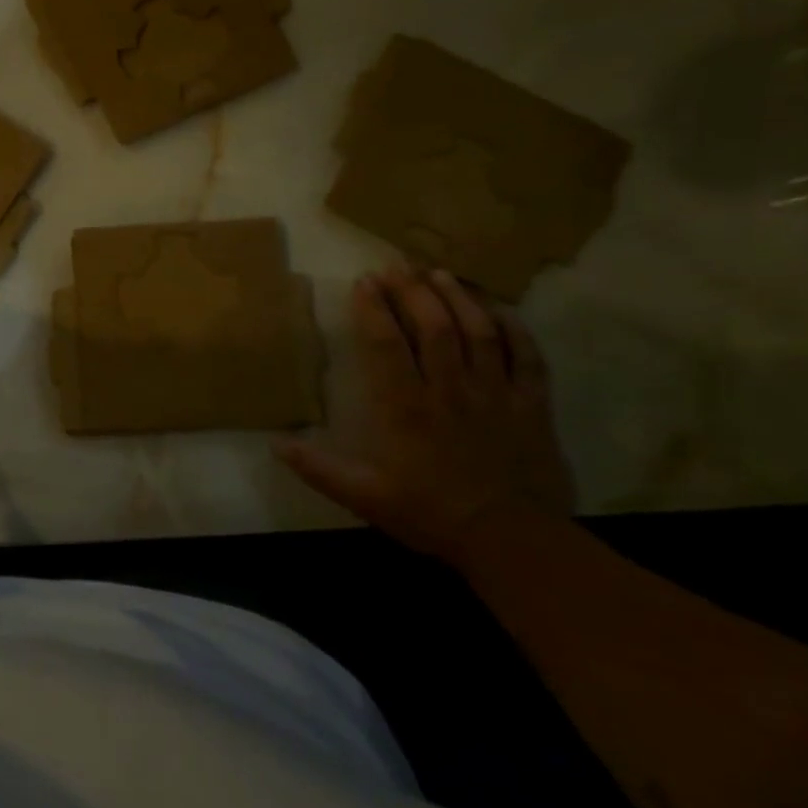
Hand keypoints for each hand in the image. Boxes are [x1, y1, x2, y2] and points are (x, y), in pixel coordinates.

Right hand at [278, 266, 574, 565]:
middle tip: (395, 266)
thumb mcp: (363, 495)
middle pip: (433, 325)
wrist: (511, 540)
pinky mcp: (532, 405)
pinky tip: (498, 310)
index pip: (386, 342)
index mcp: (405, 406)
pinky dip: (514, 328)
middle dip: (411, 290)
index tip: (363, 282)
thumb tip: (275, 443)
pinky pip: (526, 356)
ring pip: (478, 331)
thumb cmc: (429, 512)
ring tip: (438, 273)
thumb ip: (318, 468)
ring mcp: (494, 393)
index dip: (373, 308)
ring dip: (457, 298)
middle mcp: (449, 389)